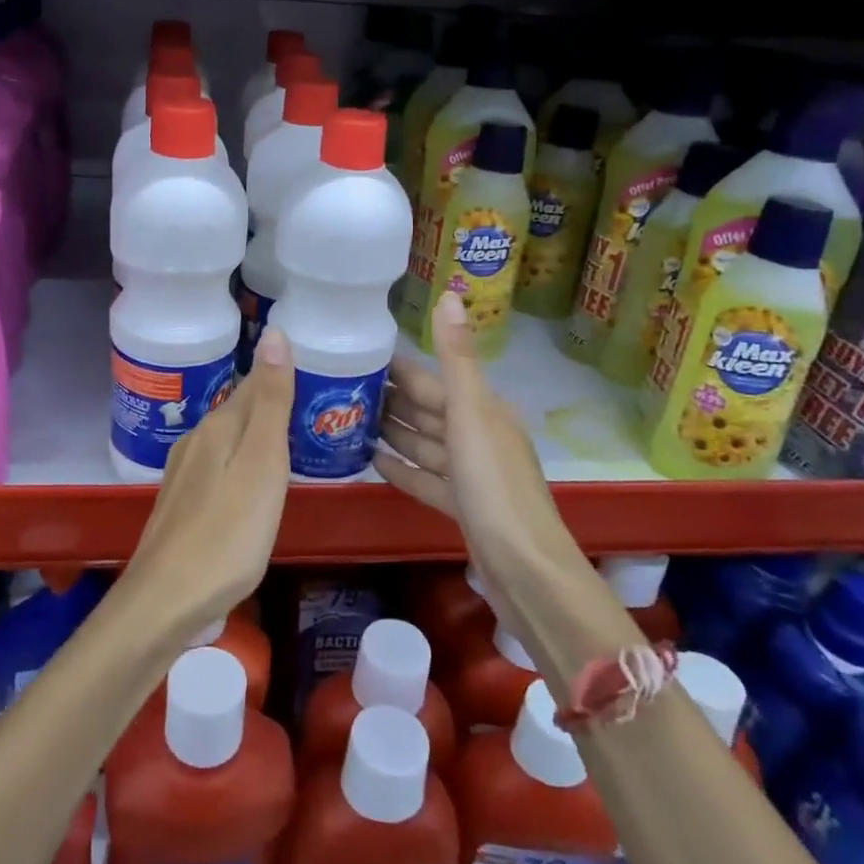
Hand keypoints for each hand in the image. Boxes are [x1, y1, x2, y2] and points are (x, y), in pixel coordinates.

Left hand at [122, 327, 294, 631]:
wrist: (166, 602)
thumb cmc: (227, 533)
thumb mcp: (261, 463)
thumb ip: (270, 402)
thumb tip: (276, 334)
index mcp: (218, 428)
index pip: (254, 384)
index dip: (282, 374)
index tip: (315, 368)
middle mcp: (196, 442)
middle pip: (240, 411)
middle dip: (271, 404)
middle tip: (315, 406)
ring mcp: (184, 475)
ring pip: (229, 441)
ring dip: (257, 436)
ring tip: (293, 443)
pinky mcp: (182, 506)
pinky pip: (221, 469)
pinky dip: (243, 466)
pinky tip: (255, 486)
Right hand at [375, 294, 577, 605]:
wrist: (524, 569)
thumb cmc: (494, 485)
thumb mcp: (472, 413)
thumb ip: (457, 357)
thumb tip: (449, 293)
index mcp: (483, 410)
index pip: (431, 381)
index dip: (398, 369)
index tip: (357, 356)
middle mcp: (478, 436)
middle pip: (426, 411)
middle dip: (389, 400)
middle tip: (339, 390)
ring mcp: (471, 474)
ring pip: (425, 444)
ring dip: (393, 433)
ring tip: (348, 422)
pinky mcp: (463, 507)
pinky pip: (426, 479)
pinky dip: (403, 469)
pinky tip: (373, 463)